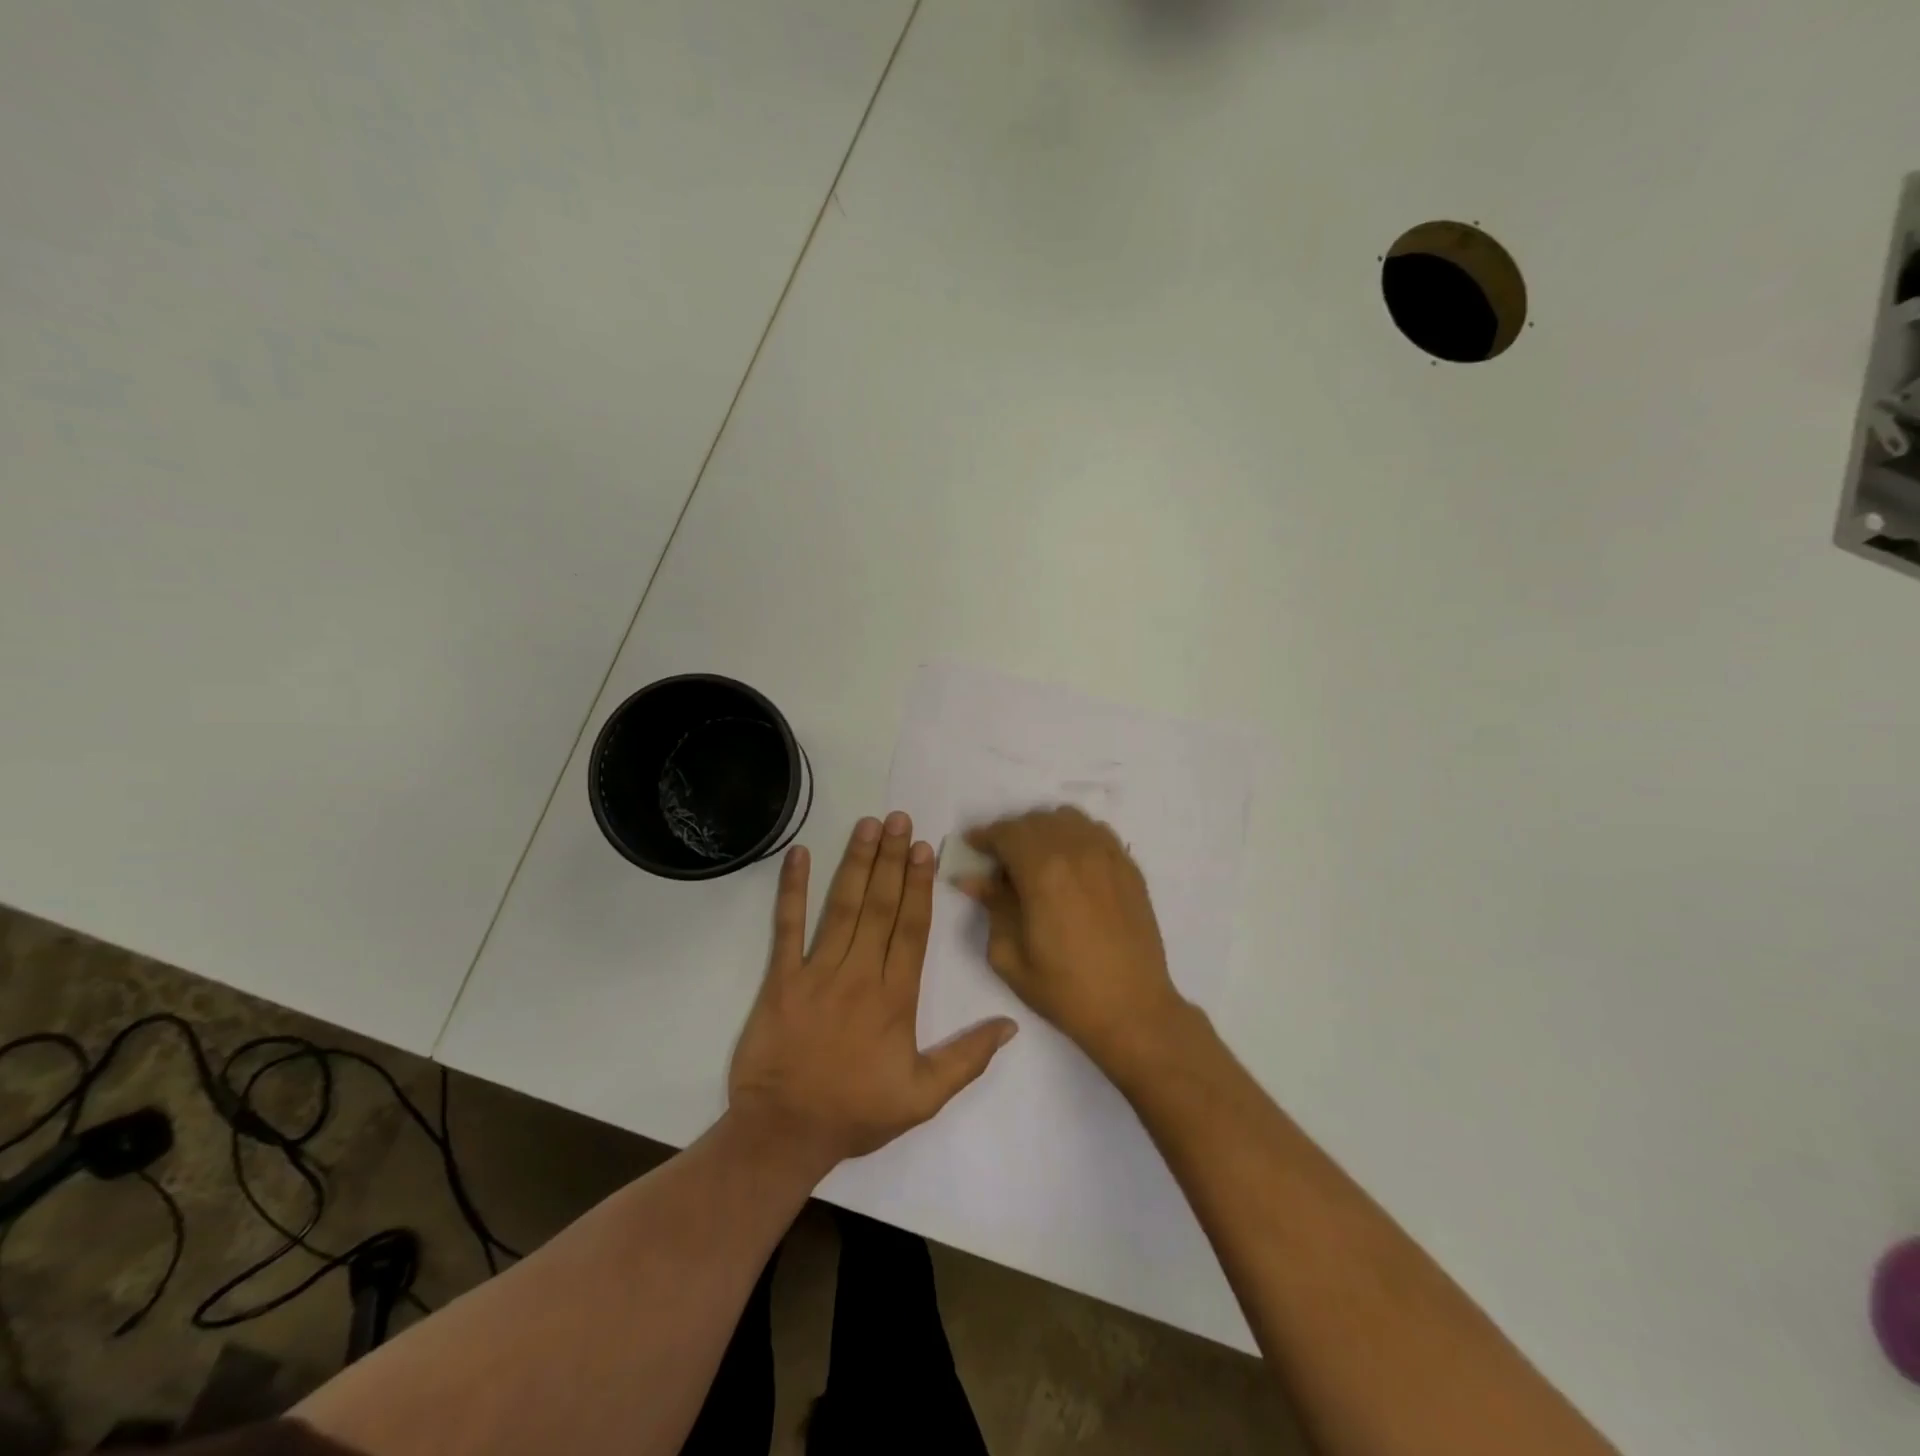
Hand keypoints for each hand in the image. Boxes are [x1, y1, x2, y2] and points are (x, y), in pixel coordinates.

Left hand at [728, 812, 1017, 1171]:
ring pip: (842, 907)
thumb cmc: (856, 1112)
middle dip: (892, 859)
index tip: (925, 848)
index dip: (920, 885)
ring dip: (856, 863)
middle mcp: (859, 974)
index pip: (912, 929)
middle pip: (880, 906)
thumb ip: (968, 1059)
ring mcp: (816, 973)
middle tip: (900, 819)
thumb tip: (1011, 1024)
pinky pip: (786, 927)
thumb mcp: (923, 1098)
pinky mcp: (780, 979)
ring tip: (868, 825)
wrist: (784, 1134)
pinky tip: (798, 855)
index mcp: (895, 998)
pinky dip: (791, 889)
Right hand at [961, 806, 1186, 1074]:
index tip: (973, 847)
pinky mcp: (1129, 867)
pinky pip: (1096, 832)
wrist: (1132, 1009)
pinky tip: (1070, 863)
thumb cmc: (1064, 989)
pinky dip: (1075, 836)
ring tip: (1036, 859)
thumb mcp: (1010, 954)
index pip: (1006, 832)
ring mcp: (1108, 855)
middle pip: (1035, 821)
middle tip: (1000, 860)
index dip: (985, 836)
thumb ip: (992, 906)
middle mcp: (1077, 851)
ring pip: (1068, 819)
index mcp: (1043, 872)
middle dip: (1011, 834)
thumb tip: (973, 878)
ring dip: (1044, 830)